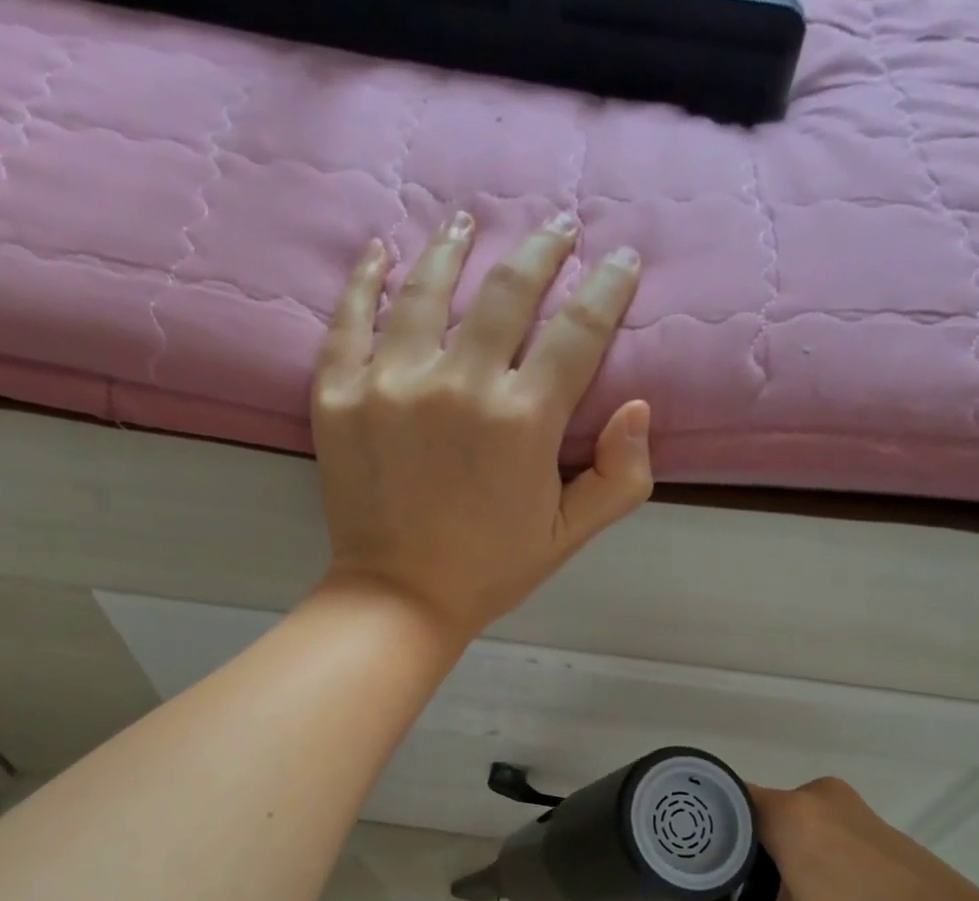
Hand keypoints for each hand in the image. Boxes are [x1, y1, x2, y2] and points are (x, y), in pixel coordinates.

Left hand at [309, 212, 652, 643]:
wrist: (400, 598)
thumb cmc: (490, 570)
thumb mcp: (568, 536)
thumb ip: (618, 478)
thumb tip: (639, 408)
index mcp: (522, 421)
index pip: (577, 330)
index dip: (606, 288)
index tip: (620, 261)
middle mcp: (458, 385)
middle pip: (507, 291)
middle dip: (541, 250)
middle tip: (556, 229)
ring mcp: (390, 384)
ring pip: (426, 289)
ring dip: (454, 247)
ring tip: (467, 222)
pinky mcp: (339, 395)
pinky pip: (350, 319)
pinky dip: (366, 279)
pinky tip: (382, 253)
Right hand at [644, 777, 978, 900]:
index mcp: (789, 810)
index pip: (717, 802)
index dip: (692, 832)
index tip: (676, 865)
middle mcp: (817, 794)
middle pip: (748, 815)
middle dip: (729, 854)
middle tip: (716, 900)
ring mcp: (850, 807)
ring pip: (782, 824)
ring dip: (764, 858)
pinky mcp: (873, 826)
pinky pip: (814, 830)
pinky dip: (797, 856)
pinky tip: (806, 900)